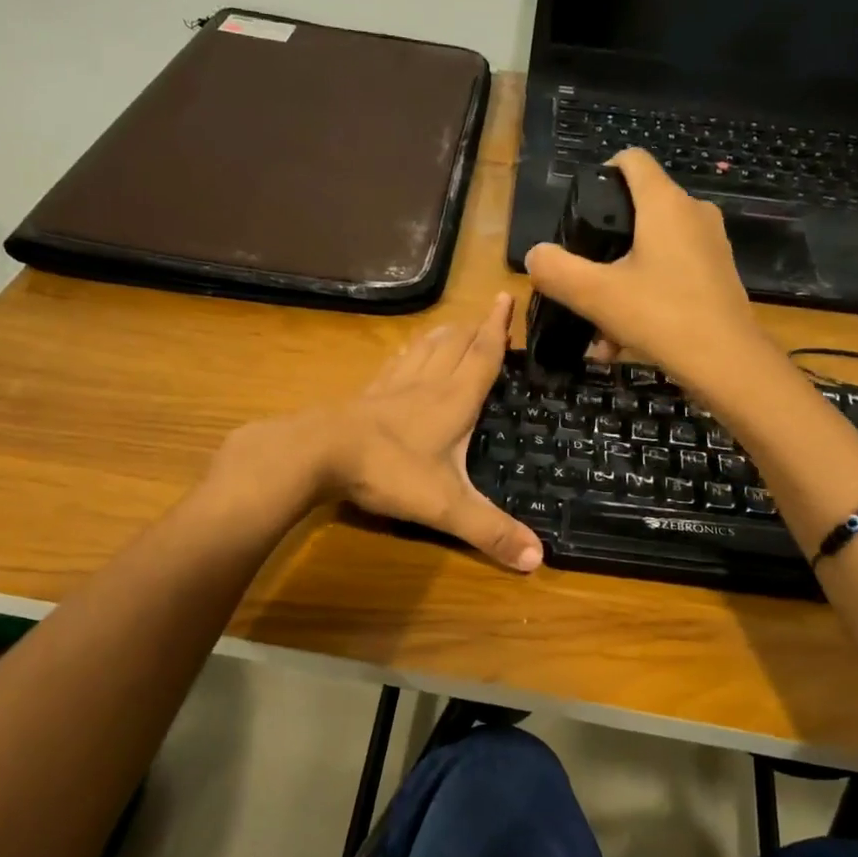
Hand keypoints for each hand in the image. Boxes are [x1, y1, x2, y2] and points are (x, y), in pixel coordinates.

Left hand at [221, 293, 542, 572]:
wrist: (319, 454)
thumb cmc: (389, 471)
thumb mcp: (445, 506)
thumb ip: (490, 531)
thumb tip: (538, 560)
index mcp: (453, 401)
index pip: (482, 356)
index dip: (498, 329)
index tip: (507, 297)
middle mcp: (425, 385)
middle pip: (454, 346)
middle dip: (474, 328)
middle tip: (488, 314)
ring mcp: (391, 388)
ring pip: (423, 351)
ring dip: (442, 336)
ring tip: (452, 327)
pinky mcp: (365, 397)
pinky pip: (393, 366)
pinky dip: (406, 355)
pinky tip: (403, 357)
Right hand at [524, 150, 771, 396]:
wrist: (727, 363)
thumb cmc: (661, 316)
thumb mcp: (596, 295)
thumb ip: (557, 270)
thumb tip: (536, 255)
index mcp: (665, 204)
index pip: (632, 160)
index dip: (602, 173)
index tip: (580, 209)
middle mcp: (692, 214)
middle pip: (638, 212)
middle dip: (604, 246)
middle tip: (581, 278)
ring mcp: (709, 246)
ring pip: (651, 252)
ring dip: (619, 284)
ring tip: (598, 328)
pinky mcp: (716, 276)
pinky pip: (669, 277)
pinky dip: (643, 300)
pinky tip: (622, 343)